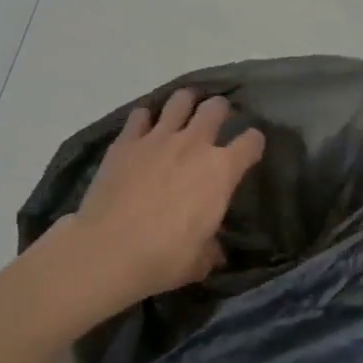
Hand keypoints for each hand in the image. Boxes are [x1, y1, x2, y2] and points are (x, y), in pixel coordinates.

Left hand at [49, 90, 264, 317]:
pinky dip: (145, 118)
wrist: (108, 249)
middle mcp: (193, 144)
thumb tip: (214, 250)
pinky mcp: (127, 140)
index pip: (251, 142)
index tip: (250, 149)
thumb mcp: (199, 262)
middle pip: (216, 107)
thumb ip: (211, 249)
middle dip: (220, 110)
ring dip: (185, 102)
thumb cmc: (163, 257)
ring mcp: (158, 137)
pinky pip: (140, 115)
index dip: (254, 143)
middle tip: (216, 119)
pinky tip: (144, 128)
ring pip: (180, 100)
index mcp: (220, 170)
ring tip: (184, 110)